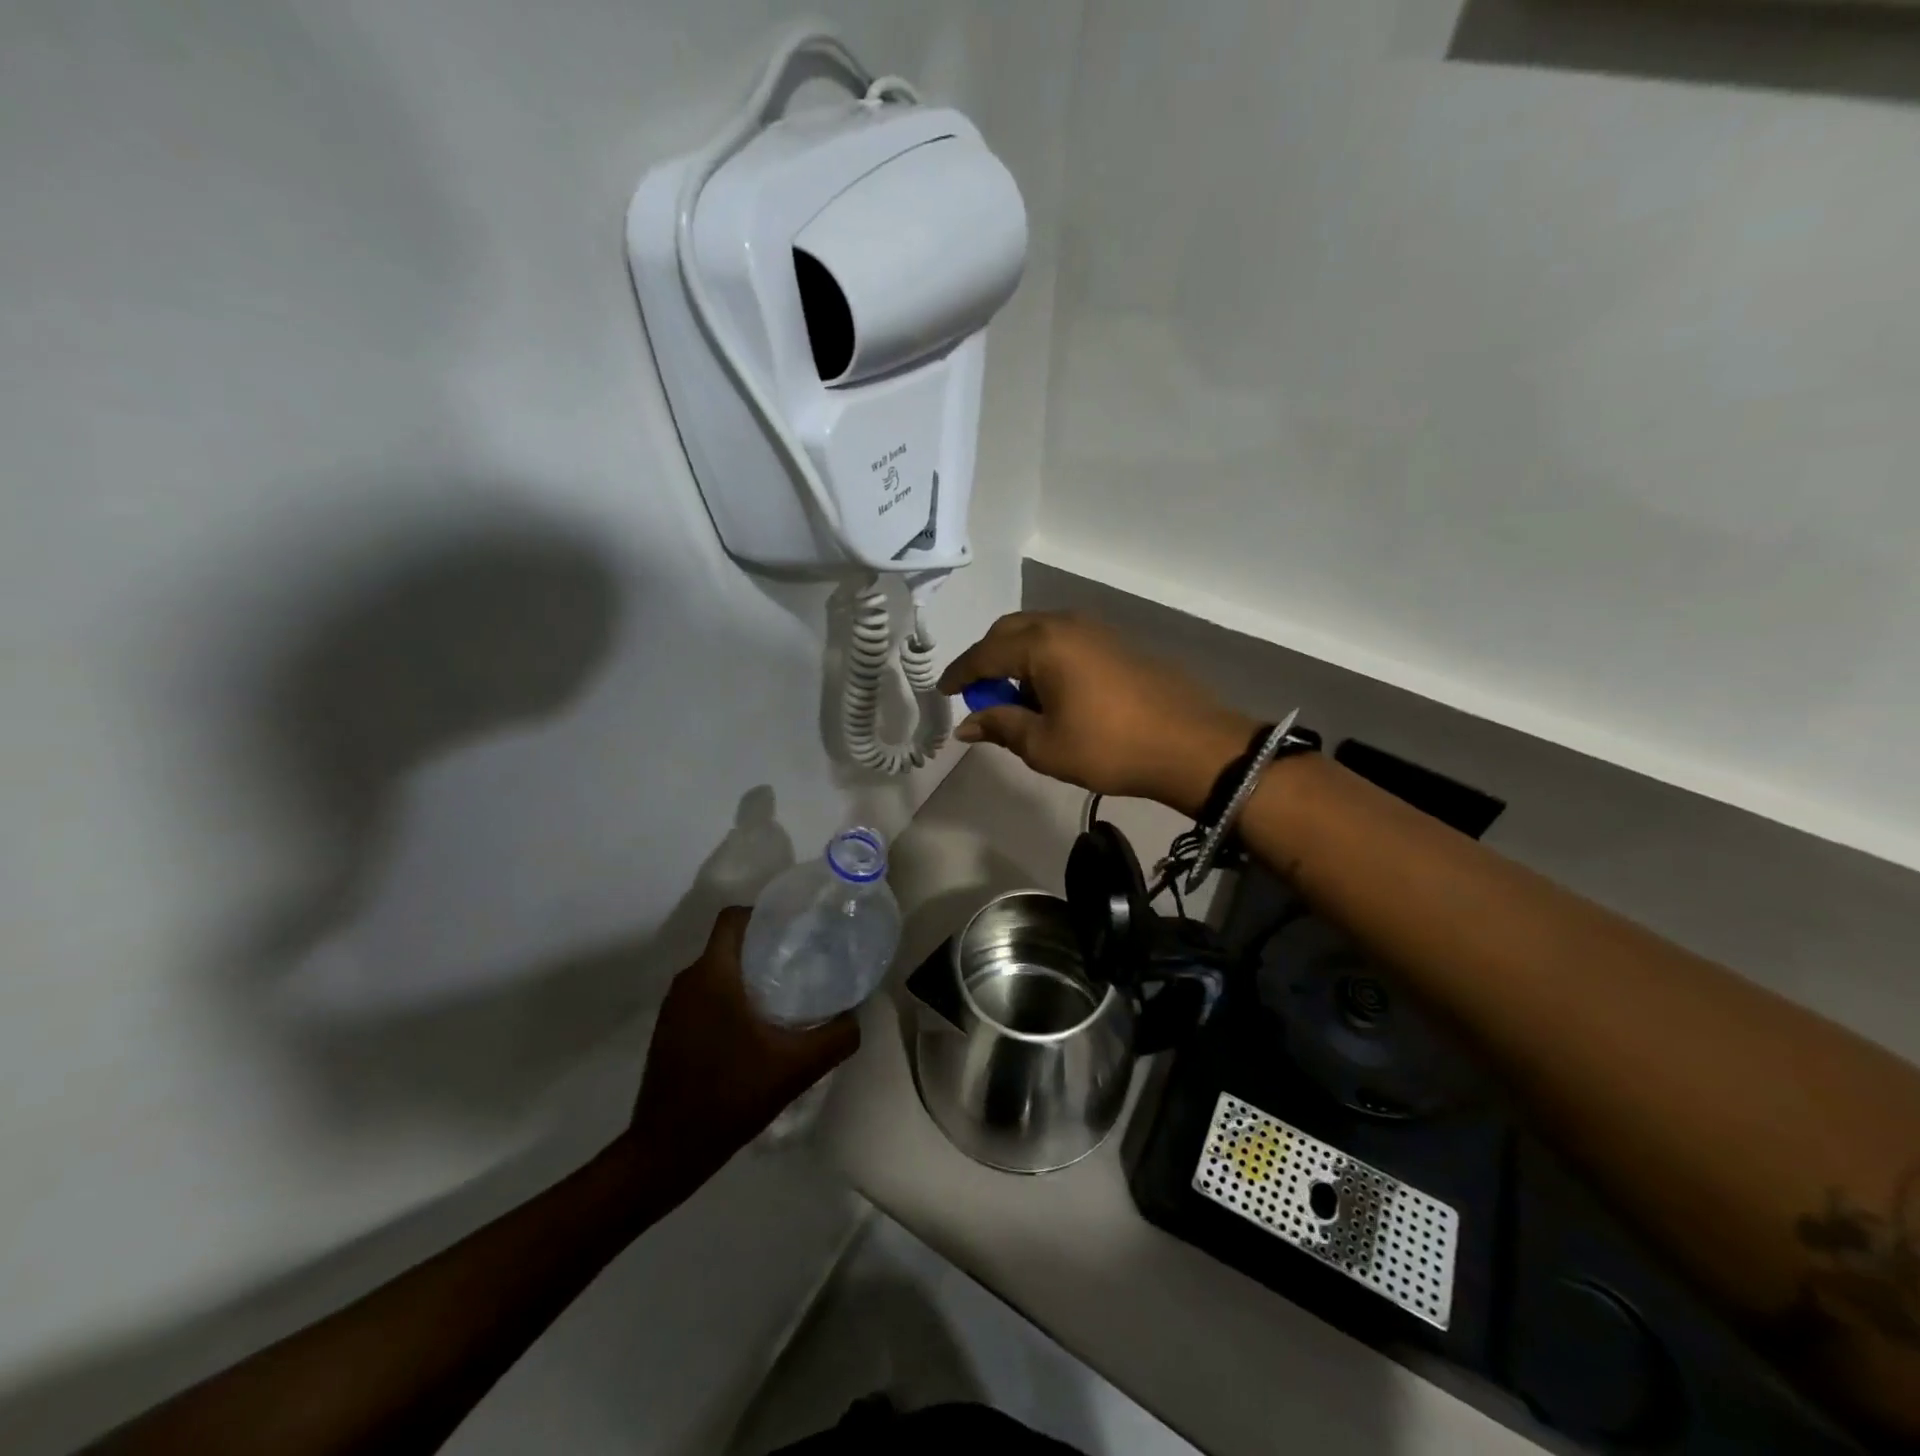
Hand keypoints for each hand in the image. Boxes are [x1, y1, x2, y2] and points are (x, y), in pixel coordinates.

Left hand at [623, 907, 858, 1183]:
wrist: (667, 1153)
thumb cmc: (731, 1095)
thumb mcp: (796, 1067)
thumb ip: (836, 1037)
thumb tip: (859, 1015)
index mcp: (712, 975)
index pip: (733, 917)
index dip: (765, 913)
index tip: (797, 926)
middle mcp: (687, 981)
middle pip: (728, 944)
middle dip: (764, 946)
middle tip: (803, 960)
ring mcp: (673, 1008)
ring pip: (716, 972)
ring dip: (747, 975)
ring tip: (785, 993)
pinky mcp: (668, 1032)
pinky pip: (703, 996)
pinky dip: (729, 999)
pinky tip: (754, 1029)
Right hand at [937, 611, 1256, 816]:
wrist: (1190, 745)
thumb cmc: (1109, 747)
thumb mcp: (1045, 745)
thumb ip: (1001, 727)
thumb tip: (967, 725)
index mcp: (1042, 644)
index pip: (985, 654)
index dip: (960, 675)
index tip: (942, 692)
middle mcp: (1065, 624)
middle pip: (1009, 632)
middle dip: (987, 661)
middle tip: (979, 695)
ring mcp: (1095, 629)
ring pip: (1038, 633)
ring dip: (1018, 660)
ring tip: (1016, 699)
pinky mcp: (1116, 642)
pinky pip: (1064, 641)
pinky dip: (1045, 660)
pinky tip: (1052, 693)